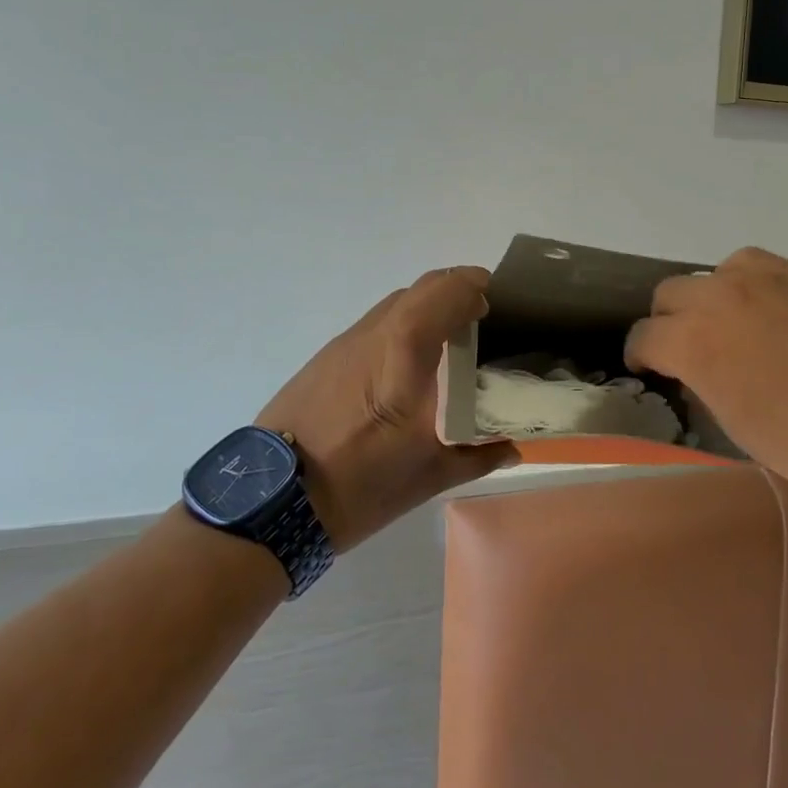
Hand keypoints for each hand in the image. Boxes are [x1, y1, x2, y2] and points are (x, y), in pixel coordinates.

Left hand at [257, 266, 519, 550]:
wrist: (273, 500)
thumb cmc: (360, 484)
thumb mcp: (429, 476)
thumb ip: (478, 455)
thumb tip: (514, 448)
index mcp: (405, 352)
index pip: (446, 291)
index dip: (475, 287)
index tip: (495, 304)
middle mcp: (376, 333)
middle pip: (422, 287)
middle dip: (455, 293)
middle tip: (478, 320)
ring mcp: (346, 342)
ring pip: (396, 303)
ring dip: (426, 308)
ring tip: (446, 343)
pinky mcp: (327, 357)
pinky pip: (375, 324)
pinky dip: (401, 326)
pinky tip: (407, 366)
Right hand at [624, 248, 787, 510]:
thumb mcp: (737, 426)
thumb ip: (702, 382)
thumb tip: (694, 367)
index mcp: (695, 343)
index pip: (643, 336)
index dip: (641, 357)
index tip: (650, 370)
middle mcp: (719, 298)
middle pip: (669, 294)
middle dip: (668, 323)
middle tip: (689, 352)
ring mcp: (762, 278)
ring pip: (709, 274)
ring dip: (707, 300)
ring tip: (730, 328)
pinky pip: (751, 266)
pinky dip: (744, 285)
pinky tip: (764, 311)